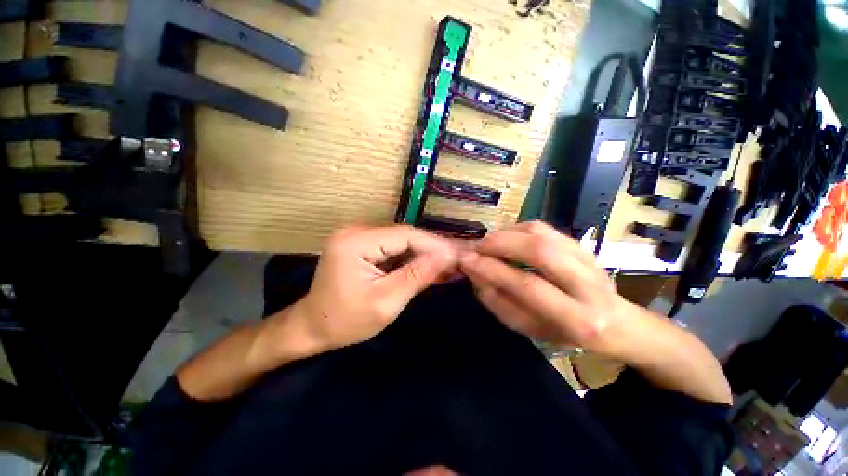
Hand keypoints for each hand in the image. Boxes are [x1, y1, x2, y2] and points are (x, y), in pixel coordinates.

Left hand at [289, 225, 458, 351]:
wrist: (314, 327)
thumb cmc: (346, 321)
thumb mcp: (386, 302)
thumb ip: (417, 276)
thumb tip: (447, 256)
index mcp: (355, 242)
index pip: (405, 235)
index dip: (435, 244)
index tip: (459, 255)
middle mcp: (355, 230)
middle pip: (404, 235)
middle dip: (432, 249)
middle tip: (457, 261)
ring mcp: (357, 235)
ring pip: (401, 240)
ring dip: (424, 253)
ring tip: (447, 265)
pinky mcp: (361, 243)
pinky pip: (393, 246)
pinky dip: (411, 256)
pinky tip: (427, 265)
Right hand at [459, 221, 633, 350]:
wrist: (614, 323)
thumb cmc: (565, 332)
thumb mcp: (529, 329)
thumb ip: (499, 302)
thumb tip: (475, 273)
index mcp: (577, 319)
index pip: (528, 286)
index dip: (493, 270)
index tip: (466, 261)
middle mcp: (589, 285)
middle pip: (539, 251)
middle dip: (500, 244)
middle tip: (477, 247)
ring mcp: (588, 259)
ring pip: (542, 234)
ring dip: (507, 233)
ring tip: (488, 242)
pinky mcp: (582, 245)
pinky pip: (545, 228)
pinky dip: (518, 228)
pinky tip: (506, 237)